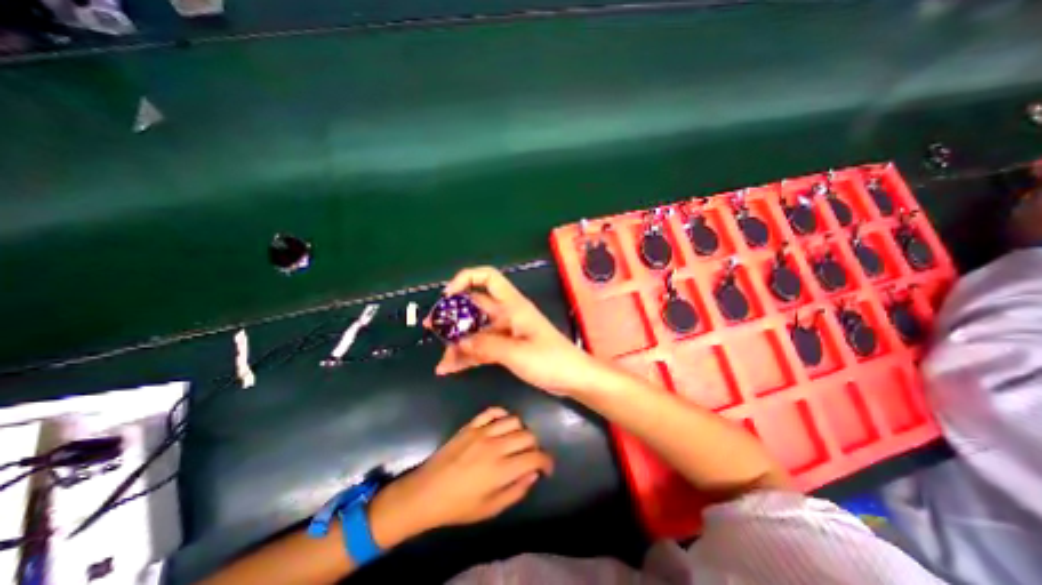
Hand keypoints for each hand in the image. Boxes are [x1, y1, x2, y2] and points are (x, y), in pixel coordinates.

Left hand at [371, 409, 557, 545]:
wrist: (426, 492)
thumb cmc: (459, 506)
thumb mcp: (490, 509)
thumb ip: (516, 491)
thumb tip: (533, 474)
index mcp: (501, 470)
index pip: (535, 457)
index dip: (546, 461)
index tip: (547, 468)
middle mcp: (495, 446)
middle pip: (527, 435)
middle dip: (535, 446)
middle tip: (529, 456)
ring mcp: (482, 432)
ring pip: (514, 420)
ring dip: (521, 430)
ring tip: (516, 441)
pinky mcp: (471, 425)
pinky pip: (493, 411)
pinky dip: (503, 414)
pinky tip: (503, 424)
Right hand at [430, 265, 612, 397]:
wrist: (574, 378)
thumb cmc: (550, 360)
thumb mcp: (516, 353)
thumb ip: (486, 346)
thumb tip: (458, 343)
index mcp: (512, 306)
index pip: (487, 278)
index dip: (465, 280)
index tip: (447, 297)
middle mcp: (506, 314)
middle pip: (474, 306)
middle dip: (452, 315)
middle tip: (432, 329)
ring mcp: (506, 332)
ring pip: (475, 330)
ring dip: (458, 342)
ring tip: (441, 360)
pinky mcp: (507, 348)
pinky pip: (482, 347)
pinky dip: (467, 356)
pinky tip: (450, 369)